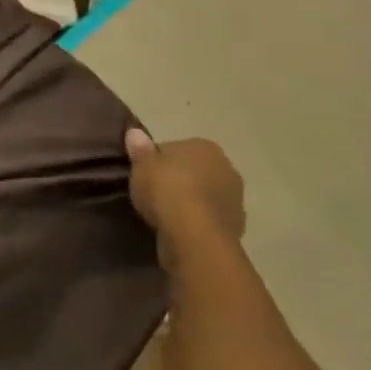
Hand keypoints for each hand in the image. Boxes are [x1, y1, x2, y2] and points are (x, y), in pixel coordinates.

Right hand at [124, 131, 245, 255]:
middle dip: (178, 181)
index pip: (175, 149)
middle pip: (194, 172)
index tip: (143, 176)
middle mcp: (226, 168)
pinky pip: (209, 220)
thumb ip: (139, 149)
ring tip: (164, 217)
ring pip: (204, 197)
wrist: (195, 237)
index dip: (157, 162)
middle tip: (153, 196)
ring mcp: (234, 199)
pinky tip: (179, 231)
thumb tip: (134, 132)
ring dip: (190, 204)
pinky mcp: (235, 227)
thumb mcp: (142, 166)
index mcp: (204, 146)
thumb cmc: (166, 191)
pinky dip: (197, 224)